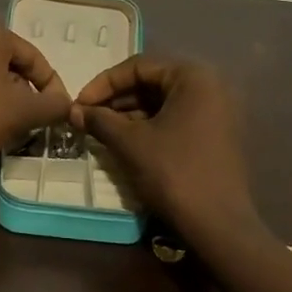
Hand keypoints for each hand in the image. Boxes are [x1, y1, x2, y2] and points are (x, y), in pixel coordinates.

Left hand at [0, 19, 71, 164]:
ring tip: (15, 125)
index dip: (52, 86)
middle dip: (27, 92)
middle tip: (37, 119)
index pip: (34, 58)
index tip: (59, 112)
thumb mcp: (25, 111)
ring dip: (6, 98)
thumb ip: (53, 104)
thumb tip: (66, 105)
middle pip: (11, 65)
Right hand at [70, 56, 257, 234]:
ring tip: (100, 131)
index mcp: (194, 77)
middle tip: (87, 117)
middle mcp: (211, 87)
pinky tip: (124, 142)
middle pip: (152, 82)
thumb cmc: (173, 172)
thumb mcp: (130, 142)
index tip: (80, 104)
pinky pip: (175, 119)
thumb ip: (100, 120)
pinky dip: (148, 126)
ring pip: (162, 102)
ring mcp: (217, 112)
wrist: (218, 225)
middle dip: (116, 99)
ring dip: (129, 114)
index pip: (138, 66)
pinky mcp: (216, 136)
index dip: (104, 84)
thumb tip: (74, 110)